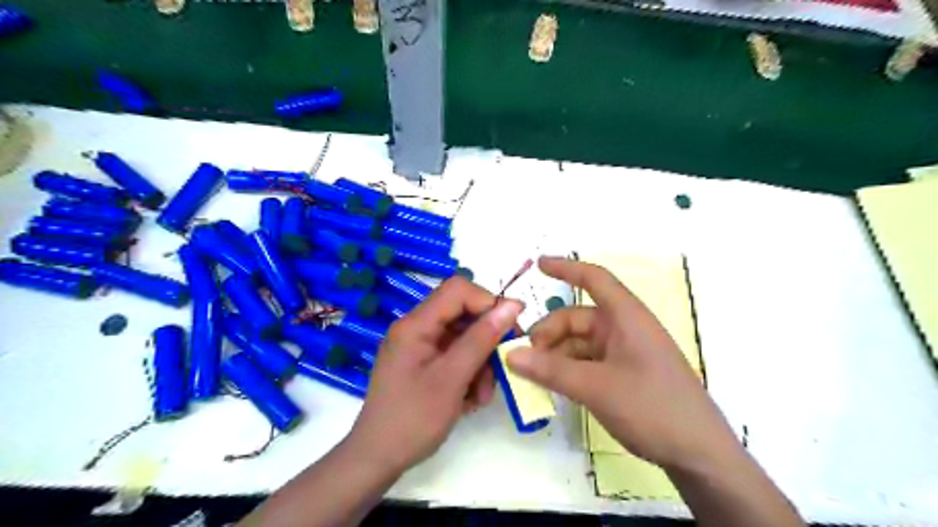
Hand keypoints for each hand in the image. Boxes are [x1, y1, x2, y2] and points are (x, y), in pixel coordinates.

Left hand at [347, 278, 523, 475]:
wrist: (377, 460)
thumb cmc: (413, 419)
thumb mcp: (452, 378)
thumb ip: (482, 339)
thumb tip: (512, 305)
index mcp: (416, 324)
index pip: (458, 290)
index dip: (488, 302)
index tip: (512, 328)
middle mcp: (416, 329)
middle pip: (463, 316)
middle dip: (486, 341)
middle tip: (504, 367)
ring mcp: (419, 347)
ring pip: (463, 339)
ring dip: (480, 364)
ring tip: (481, 397)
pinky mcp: (423, 364)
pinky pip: (454, 357)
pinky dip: (468, 374)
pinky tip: (470, 400)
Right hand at [510, 257, 745, 470]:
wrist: (700, 455)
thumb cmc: (652, 408)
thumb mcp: (596, 387)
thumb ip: (550, 370)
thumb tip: (510, 355)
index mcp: (626, 317)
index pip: (594, 279)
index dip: (566, 268)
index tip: (538, 265)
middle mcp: (625, 329)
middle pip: (578, 317)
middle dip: (549, 332)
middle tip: (524, 357)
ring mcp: (625, 352)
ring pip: (580, 342)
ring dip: (556, 354)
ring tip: (535, 376)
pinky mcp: (625, 374)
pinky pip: (588, 361)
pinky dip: (568, 368)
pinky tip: (554, 385)